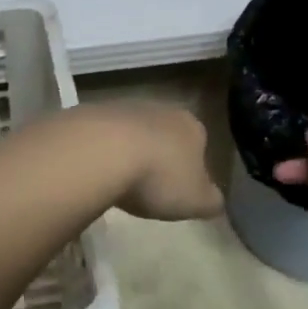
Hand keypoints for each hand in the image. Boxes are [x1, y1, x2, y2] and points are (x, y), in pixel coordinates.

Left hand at [82, 102, 224, 221]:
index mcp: (191, 126)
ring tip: (120, 181)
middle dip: (159, 157)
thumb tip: (214, 200)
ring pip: (133, 132)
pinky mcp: (93, 112)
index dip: (192, 168)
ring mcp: (124, 107)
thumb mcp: (196, 201)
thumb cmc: (158, 177)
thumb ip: (211, 200)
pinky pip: (103, 135)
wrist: (101, 151)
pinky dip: (103, 150)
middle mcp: (160, 108)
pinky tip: (96, 170)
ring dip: (129, 152)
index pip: (199, 144)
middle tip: (149, 187)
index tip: (180, 189)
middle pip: (165, 134)